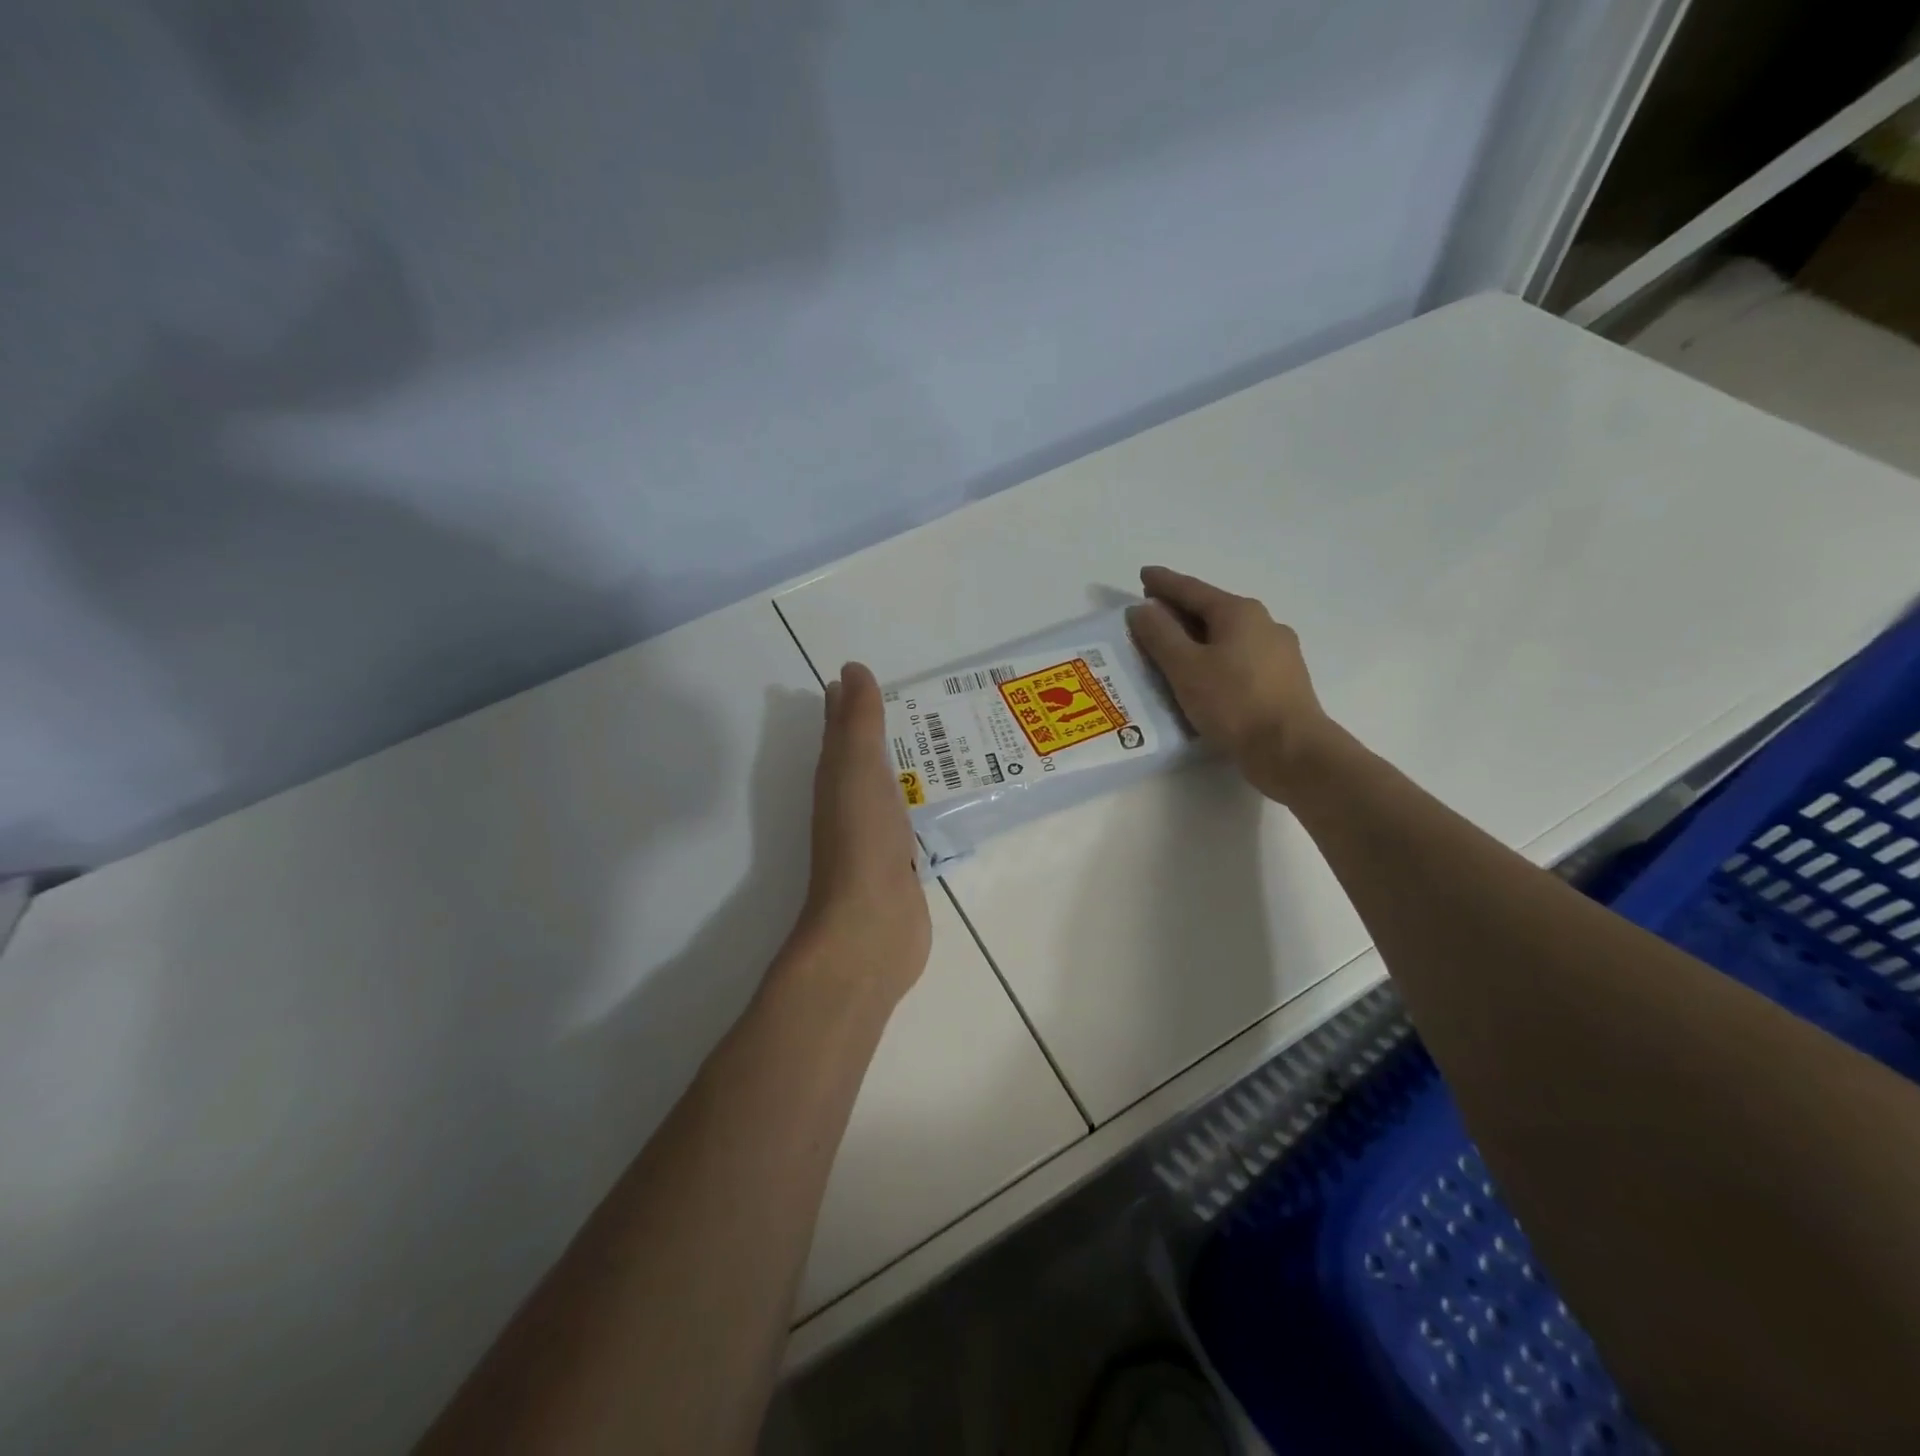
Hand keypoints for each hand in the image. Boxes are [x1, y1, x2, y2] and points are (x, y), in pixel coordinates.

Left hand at [791, 662, 932, 1004]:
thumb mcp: (858, 767)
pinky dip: (921, 800)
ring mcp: (876, 833)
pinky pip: (911, 817)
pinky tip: (942, 797)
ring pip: (889, 785)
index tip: (867, 675)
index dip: (849, 702)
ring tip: (940, 741)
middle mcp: (851, 800)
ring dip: (905, 763)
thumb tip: (850, 670)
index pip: (840, 728)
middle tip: (916, 701)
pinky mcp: (901, 861)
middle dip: (879, 728)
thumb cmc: (863, 839)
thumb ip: (859, 721)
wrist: (871, 924)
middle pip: (863, 755)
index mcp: (836, 775)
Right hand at [1125, 566, 1336, 804]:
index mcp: (1239, 612)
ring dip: (1198, 636)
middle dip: (1180, 610)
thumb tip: (1142, 608)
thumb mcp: (1185, 667)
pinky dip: (1215, 657)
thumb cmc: (1233, 703)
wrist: (1291, 750)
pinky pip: (1239, 657)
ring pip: (1228, 635)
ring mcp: (1279, 652)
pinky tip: (1205, 675)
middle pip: (1212, 610)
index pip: (1192, 589)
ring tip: (1174, 647)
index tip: (1143, 575)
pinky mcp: (1283, 680)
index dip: (1164, 583)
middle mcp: (1263, 623)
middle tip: (1152, 612)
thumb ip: (1159, 634)